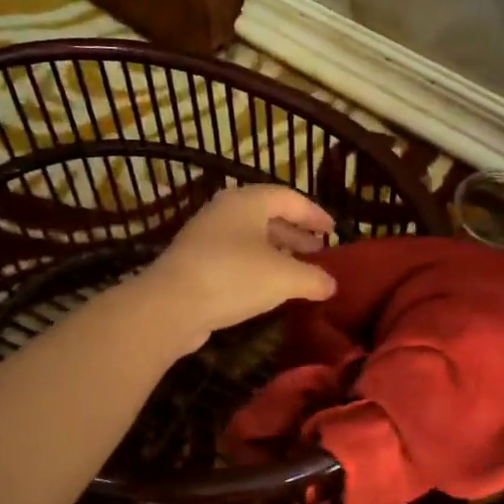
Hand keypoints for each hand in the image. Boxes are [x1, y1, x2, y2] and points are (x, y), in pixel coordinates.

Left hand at [139, 183, 337, 349]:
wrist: (170, 306)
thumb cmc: (234, 277)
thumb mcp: (285, 277)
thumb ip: (314, 278)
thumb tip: (332, 284)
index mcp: (247, 201)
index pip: (289, 198)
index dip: (314, 214)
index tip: (333, 231)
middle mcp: (225, 211)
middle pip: (268, 216)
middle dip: (296, 234)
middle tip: (318, 253)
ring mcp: (205, 236)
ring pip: (250, 238)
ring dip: (277, 252)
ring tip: (297, 272)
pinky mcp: (194, 263)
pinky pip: (235, 258)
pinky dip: (256, 267)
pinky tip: (268, 289)